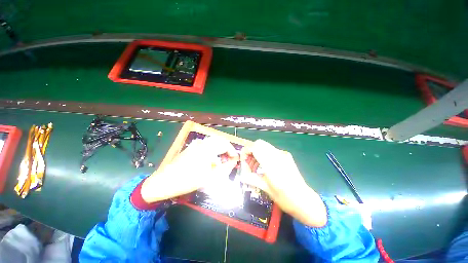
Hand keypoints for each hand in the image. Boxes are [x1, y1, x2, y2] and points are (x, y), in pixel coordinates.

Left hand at [141, 136, 238, 202]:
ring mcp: (196, 144)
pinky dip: (213, 150)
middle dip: (227, 149)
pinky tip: (211, 160)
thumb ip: (225, 167)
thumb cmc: (189, 180)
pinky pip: (206, 145)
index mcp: (207, 148)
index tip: (235, 160)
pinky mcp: (191, 147)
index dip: (232, 151)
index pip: (225, 144)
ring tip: (221, 160)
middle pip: (220, 141)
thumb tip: (234, 161)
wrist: (165, 182)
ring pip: (213, 142)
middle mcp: (202, 142)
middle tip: (229, 160)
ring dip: (220, 149)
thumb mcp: (211, 177)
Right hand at [240, 140, 326, 226]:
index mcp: (272, 164)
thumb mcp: (266, 189)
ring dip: (256, 153)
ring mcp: (283, 154)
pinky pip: (270, 150)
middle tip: (248, 163)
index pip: (255, 147)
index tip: (243, 161)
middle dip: (250, 151)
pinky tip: (262, 167)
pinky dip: (263, 155)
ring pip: (264, 146)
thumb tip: (241, 175)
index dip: (246, 151)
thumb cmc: (285, 198)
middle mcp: (278, 155)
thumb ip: (251, 178)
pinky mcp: (286, 156)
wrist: (305, 201)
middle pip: (259, 143)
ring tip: (254, 167)